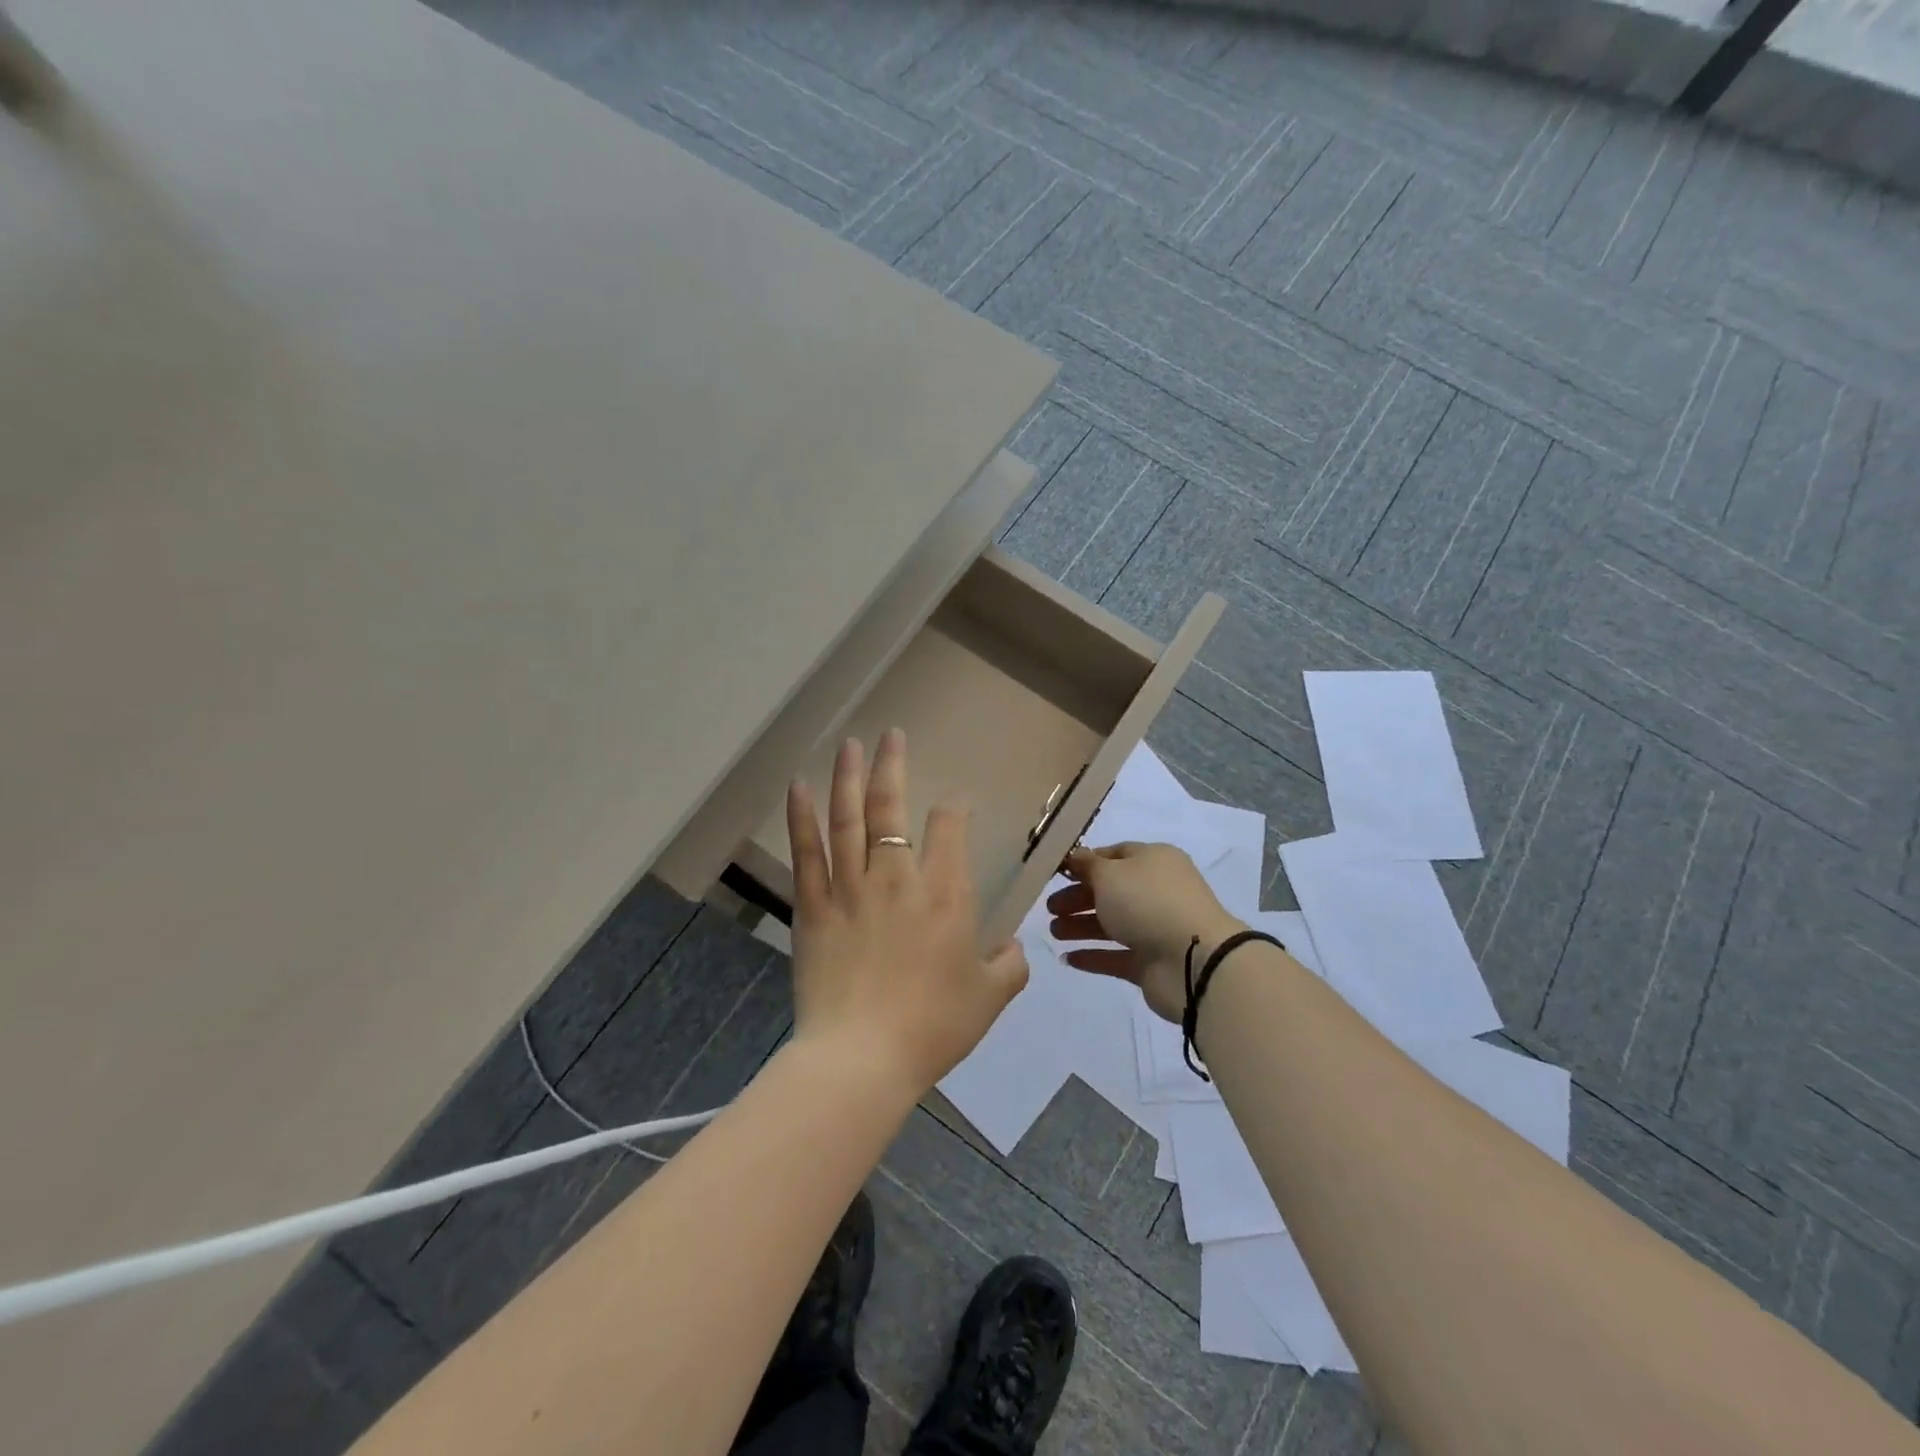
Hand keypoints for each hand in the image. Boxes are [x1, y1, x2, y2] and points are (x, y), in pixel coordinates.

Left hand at [786, 728, 1027, 1097]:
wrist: (862, 1058)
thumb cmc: (932, 1027)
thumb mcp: (989, 999)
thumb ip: (1009, 966)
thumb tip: (1013, 947)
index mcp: (945, 894)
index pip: (949, 830)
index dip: (953, 810)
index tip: (952, 807)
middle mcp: (897, 878)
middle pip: (892, 808)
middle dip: (893, 767)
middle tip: (891, 735)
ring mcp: (850, 888)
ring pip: (848, 819)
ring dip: (848, 777)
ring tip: (849, 744)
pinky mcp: (812, 906)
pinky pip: (807, 852)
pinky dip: (802, 817)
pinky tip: (798, 787)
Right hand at [1046, 842, 1245, 1022]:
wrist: (1194, 961)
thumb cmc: (1148, 902)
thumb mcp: (1110, 874)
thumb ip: (1087, 866)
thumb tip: (1074, 857)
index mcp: (1153, 861)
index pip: (1114, 855)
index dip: (1085, 863)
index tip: (1056, 874)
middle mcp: (1156, 891)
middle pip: (1110, 891)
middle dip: (1077, 898)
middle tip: (1049, 908)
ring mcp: (1156, 928)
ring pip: (1111, 923)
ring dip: (1080, 926)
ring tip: (1053, 933)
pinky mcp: (1152, 962)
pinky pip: (1116, 956)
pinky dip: (1093, 956)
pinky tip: (1067, 958)